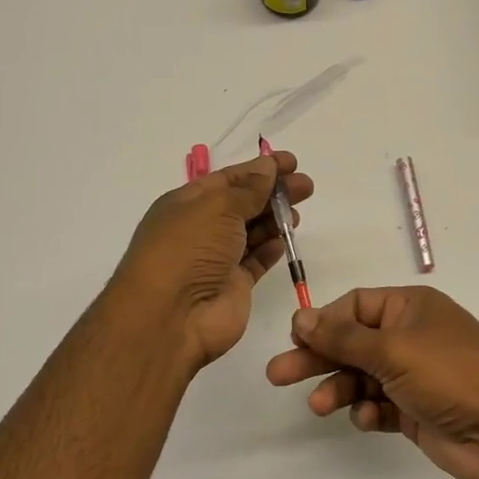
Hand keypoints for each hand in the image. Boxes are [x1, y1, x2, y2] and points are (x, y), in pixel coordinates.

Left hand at [114, 152, 314, 370]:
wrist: (171, 316)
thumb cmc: (188, 249)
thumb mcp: (218, 207)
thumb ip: (248, 189)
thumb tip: (267, 167)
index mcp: (186, 203)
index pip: (228, 179)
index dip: (259, 168)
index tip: (291, 162)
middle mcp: (200, 229)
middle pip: (242, 204)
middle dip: (273, 193)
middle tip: (306, 186)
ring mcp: (216, 260)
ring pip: (250, 232)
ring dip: (274, 220)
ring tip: (298, 212)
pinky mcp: (232, 286)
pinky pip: (255, 262)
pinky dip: (269, 250)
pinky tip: (284, 240)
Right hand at [265, 286, 478, 478]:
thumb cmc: (449, 373)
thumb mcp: (392, 348)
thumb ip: (343, 336)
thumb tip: (301, 317)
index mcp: (409, 308)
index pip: (355, 306)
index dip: (324, 321)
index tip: (296, 339)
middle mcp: (410, 337)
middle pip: (352, 343)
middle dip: (318, 358)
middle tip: (277, 374)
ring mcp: (415, 376)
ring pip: (362, 377)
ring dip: (339, 389)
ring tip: (317, 406)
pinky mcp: (417, 412)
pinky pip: (380, 406)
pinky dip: (368, 411)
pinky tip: (366, 420)